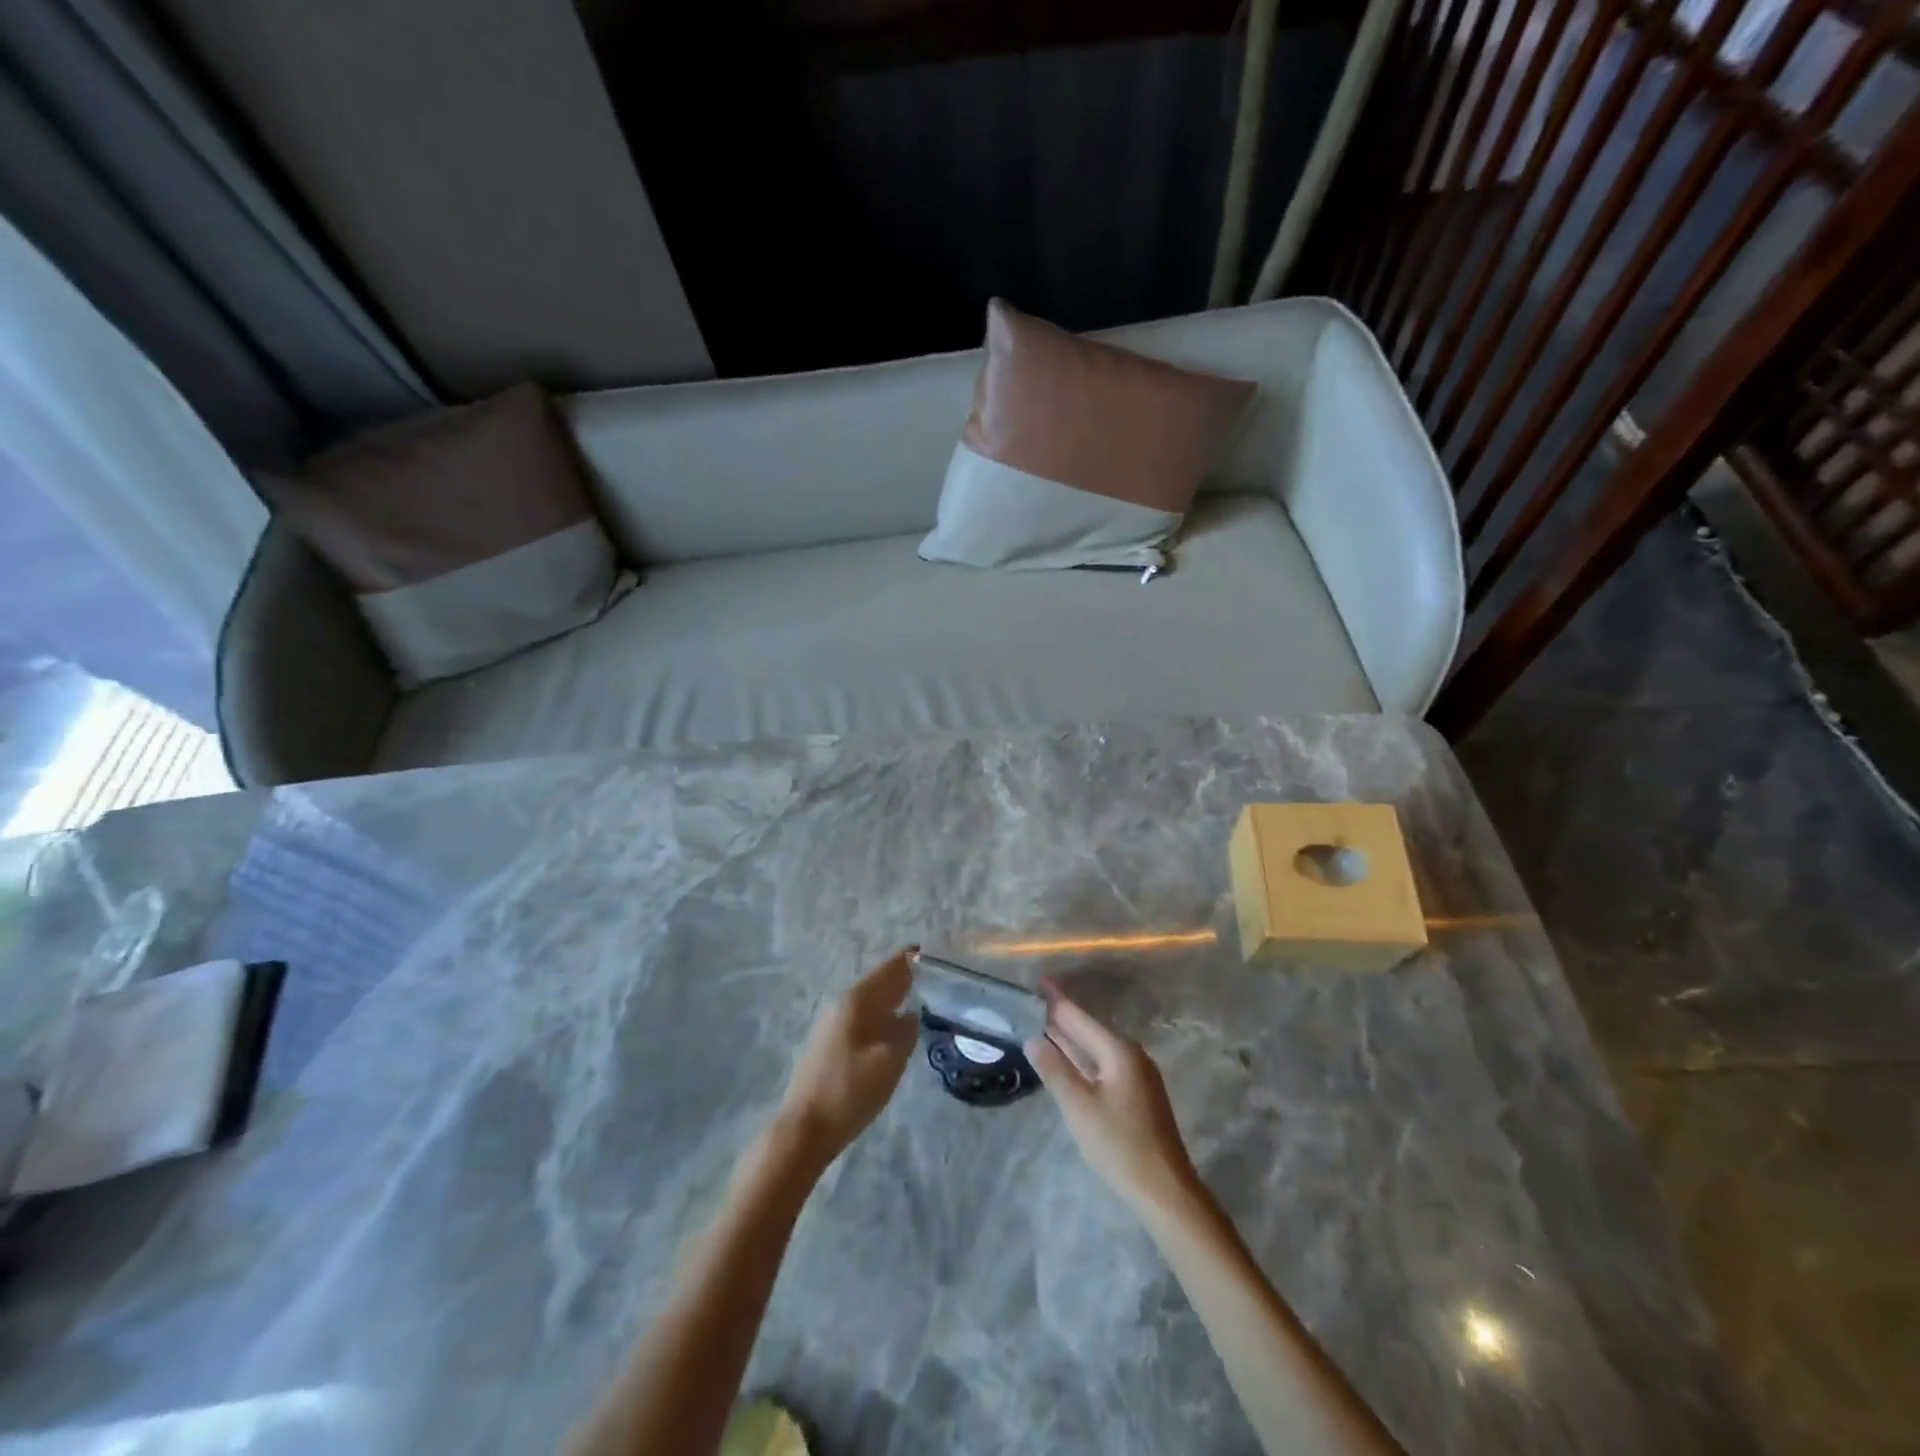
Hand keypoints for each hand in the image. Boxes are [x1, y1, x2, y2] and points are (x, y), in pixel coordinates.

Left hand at [777, 950, 917, 1166]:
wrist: (805, 1129)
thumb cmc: (850, 1090)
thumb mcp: (889, 1061)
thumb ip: (905, 1032)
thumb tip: (911, 1015)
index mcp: (857, 1000)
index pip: (890, 968)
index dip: (912, 959)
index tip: (934, 951)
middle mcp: (843, 1003)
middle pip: (879, 981)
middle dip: (904, 976)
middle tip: (936, 974)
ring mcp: (833, 1023)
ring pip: (871, 1000)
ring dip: (893, 995)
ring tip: (921, 996)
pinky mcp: (830, 1043)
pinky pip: (864, 1016)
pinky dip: (883, 1013)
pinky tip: (894, 1025)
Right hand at [1026, 984, 1200, 1215]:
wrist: (1165, 1190)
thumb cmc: (1119, 1145)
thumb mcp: (1079, 1107)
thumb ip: (1055, 1069)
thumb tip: (1033, 1038)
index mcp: (1118, 1051)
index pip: (1080, 1017)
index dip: (1057, 1000)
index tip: (1039, 980)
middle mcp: (1131, 1055)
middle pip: (1089, 1029)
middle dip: (1062, 1017)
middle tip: (1034, 1003)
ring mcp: (1137, 1075)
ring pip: (1097, 1048)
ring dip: (1072, 1038)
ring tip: (1044, 1025)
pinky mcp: (1138, 1094)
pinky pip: (1104, 1063)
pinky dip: (1083, 1057)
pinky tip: (1069, 1061)